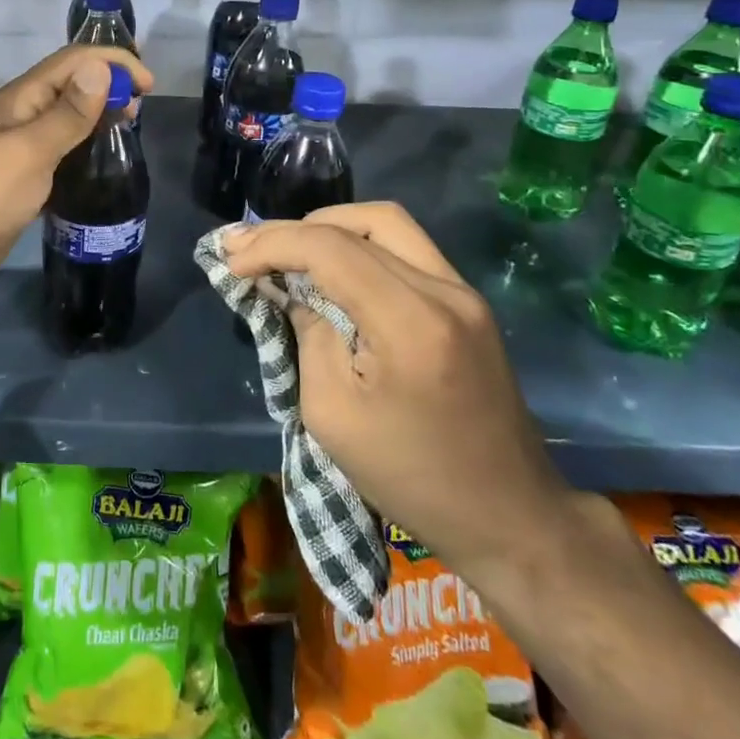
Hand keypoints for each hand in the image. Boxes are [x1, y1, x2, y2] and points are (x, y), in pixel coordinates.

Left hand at [0, 45, 152, 309]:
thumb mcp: (30, 151)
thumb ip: (67, 113)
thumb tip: (101, 67)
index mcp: (20, 99)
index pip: (72, 61)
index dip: (111, 62)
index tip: (148, 84)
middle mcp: (21, 115)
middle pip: (70, 85)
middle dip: (108, 85)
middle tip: (139, 110)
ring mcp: (20, 147)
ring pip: (67, 117)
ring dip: (98, 113)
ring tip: (127, 128)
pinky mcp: (23, 177)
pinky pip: (61, 149)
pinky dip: (85, 145)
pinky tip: (100, 161)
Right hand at [223, 202, 574, 580]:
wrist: (508, 515)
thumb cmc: (410, 479)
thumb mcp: (332, 414)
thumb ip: (307, 335)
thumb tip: (288, 288)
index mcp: (410, 324)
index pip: (330, 249)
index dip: (272, 245)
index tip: (231, 262)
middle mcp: (444, 291)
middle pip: (358, 223)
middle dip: (292, 229)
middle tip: (248, 245)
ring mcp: (464, 291)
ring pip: (386, 224)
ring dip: (329, 227)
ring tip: (286, 249)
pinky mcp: (468, 301)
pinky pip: (405, 248)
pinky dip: (358, 245)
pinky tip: (329, 266)